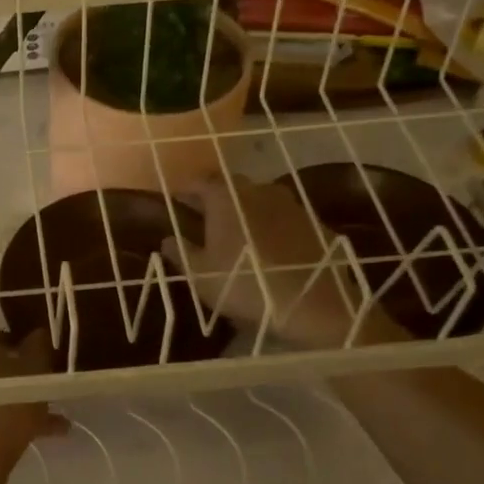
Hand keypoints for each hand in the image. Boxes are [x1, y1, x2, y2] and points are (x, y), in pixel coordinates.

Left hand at [0, 302, 67, 478]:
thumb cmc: (2, 406)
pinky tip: (46, 430)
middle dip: (8, 351)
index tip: (17, 313)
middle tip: (35, 358)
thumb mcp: (33, 374)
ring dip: (11, 384)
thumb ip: (37, 348)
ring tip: (48, 401)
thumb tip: (37, 334)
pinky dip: (3, 408)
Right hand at [160, 174, 399, 347]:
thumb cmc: (245, 285)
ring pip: (261, 201)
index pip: (200, 181)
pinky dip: (274, 227)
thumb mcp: (200, 276)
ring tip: (240, 236)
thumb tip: (167, 239)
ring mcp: (292, 204)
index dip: (186, 190)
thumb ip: (181, 253)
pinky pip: (286, 219)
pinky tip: (272, 250)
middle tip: (206, 220)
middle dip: (217, 199)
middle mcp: (259, 190)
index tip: (177, 202)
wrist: (314, 303)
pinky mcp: (316, 223)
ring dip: (248, 212)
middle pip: (232, 186)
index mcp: (226, 197)